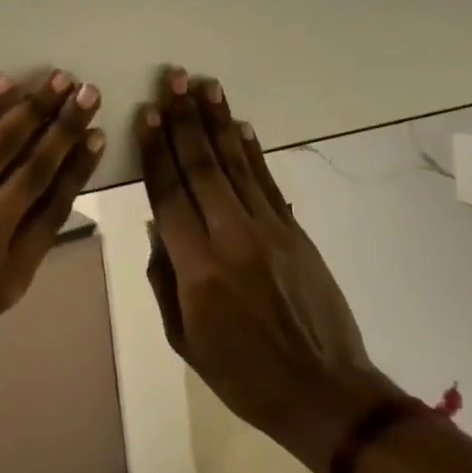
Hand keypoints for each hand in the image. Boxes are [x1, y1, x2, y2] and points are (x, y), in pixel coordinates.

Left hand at [0, 71, 105, 386]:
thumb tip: (30, 199)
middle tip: (89, 93)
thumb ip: (4, 255)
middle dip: (66, 127)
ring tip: (57, 80)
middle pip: (36, 171)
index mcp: (4, 279)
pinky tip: (1, 85)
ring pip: (1, 146)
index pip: (54, 210)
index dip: (79, 168)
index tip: (97, 135)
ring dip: (33, 108)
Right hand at [137, 68, 395, 472]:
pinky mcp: (295, 231)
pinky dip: (252, 151)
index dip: (156, 150)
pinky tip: (239, 126)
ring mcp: (268, 230)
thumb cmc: (243, 376)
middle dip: (184, 120)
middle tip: (172, 80)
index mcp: (197, 269)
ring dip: (218, 122)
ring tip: (204, 85)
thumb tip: (158, 225)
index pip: (169, 194)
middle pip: (201, 167)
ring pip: (235, 164)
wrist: (324, 392)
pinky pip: (268, 182)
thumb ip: (165, 278)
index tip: (147, 114)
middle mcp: (231, 238)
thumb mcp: (185, 340)